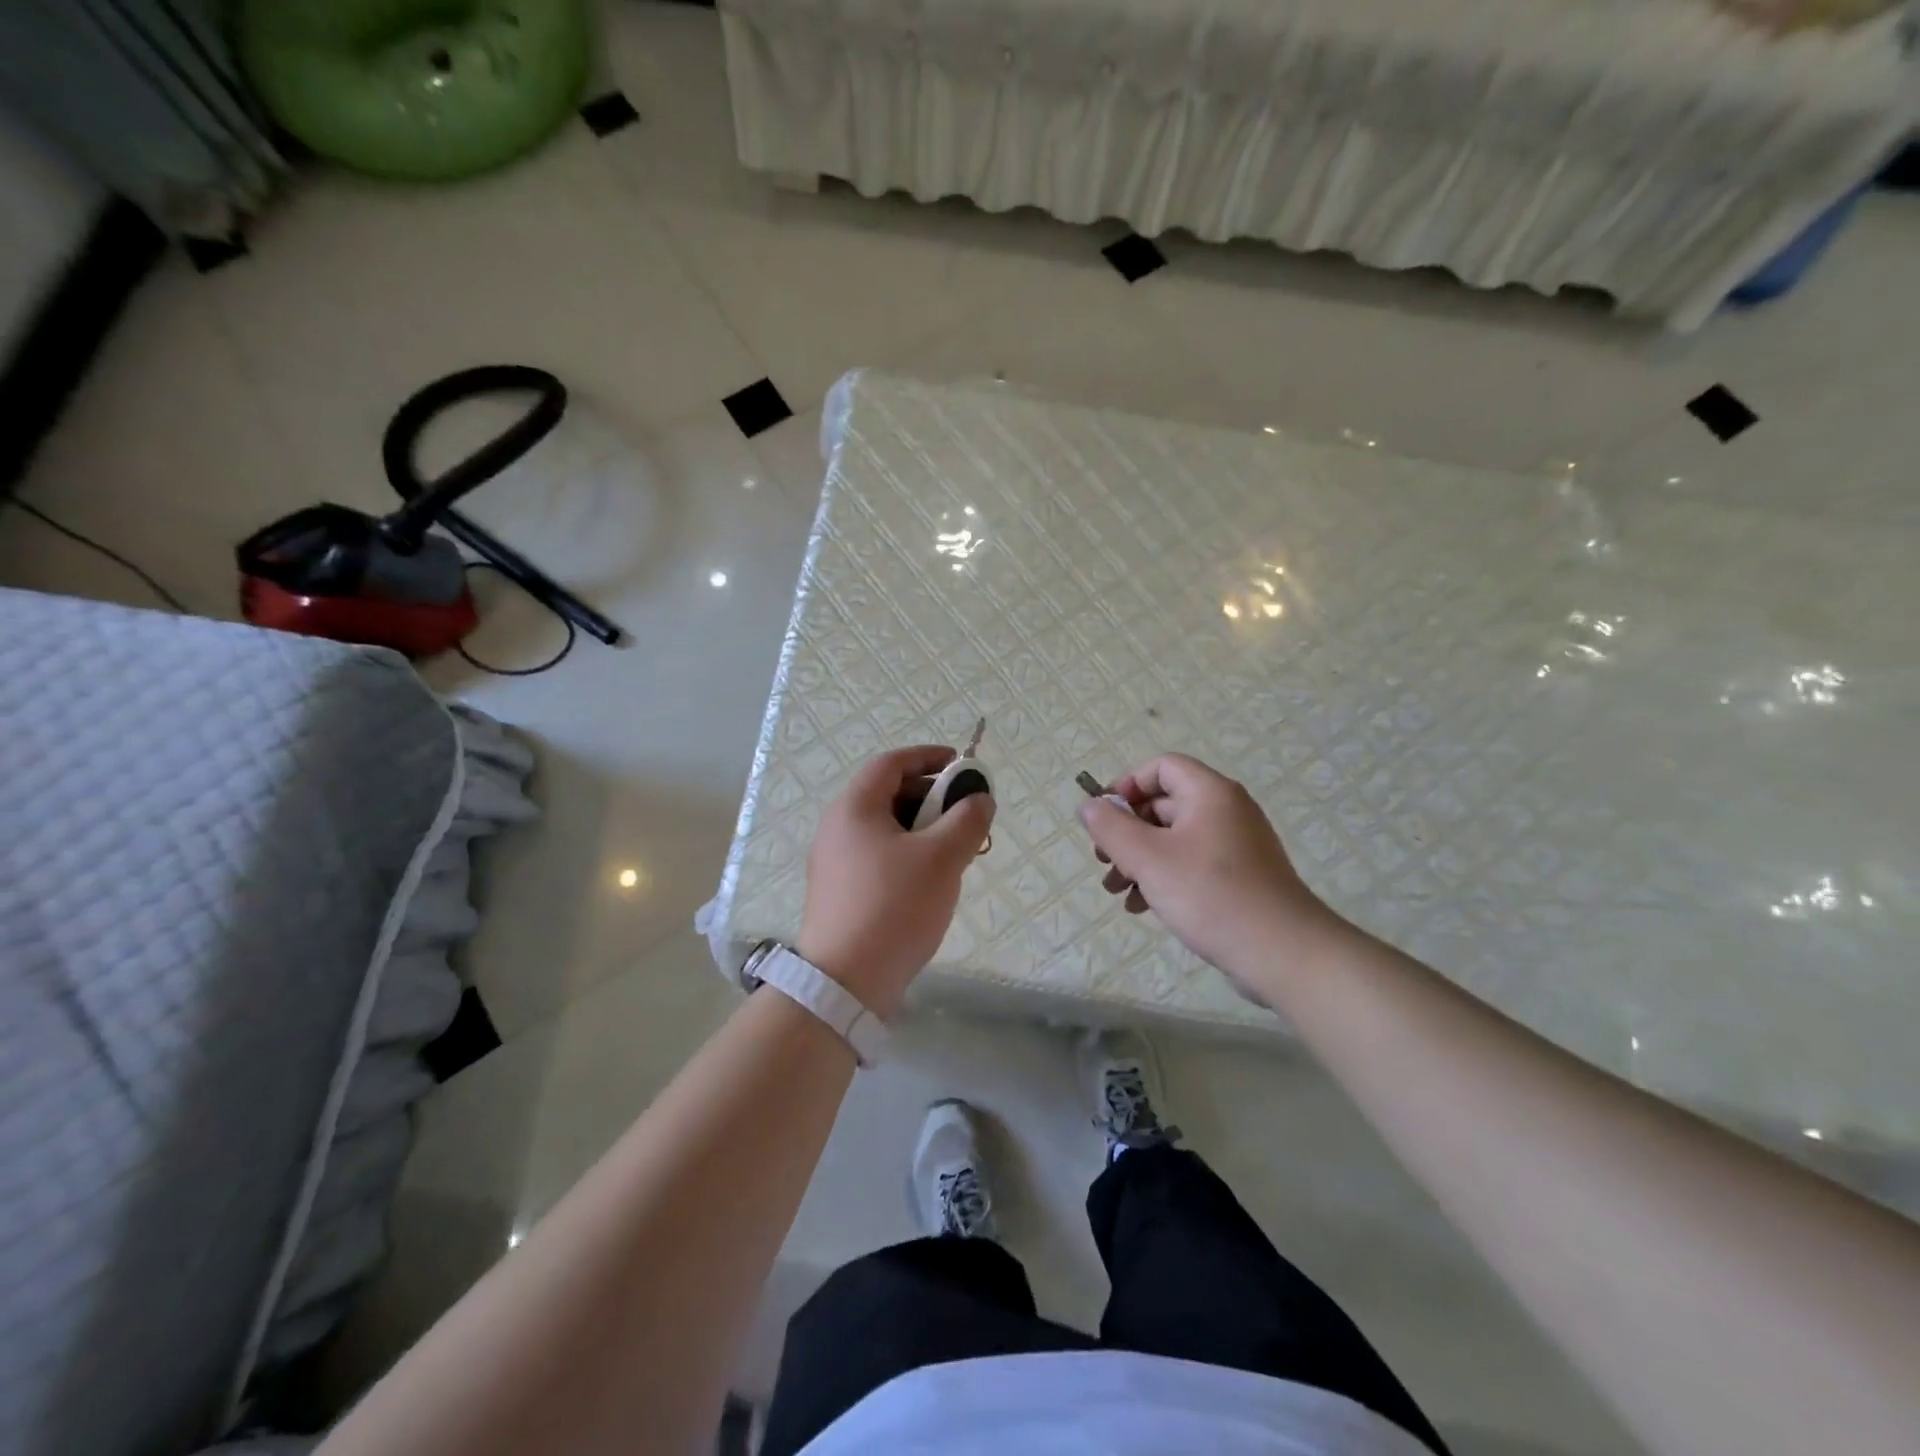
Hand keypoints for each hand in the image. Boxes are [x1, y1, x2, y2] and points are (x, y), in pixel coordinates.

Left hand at [797, 745, 994, 1018]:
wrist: (845, 983)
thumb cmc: (894, 906)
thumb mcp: (941, 858)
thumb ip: (967, 820)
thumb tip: (981, 799)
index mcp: (854, 807)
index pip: (892, 763)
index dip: (930, 757)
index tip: (963, 766)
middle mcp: (837, 827)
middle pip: (889, 794)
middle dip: (933, 797)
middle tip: (966, 816)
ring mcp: (835, 862)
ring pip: (887, 828)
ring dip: (924, 829)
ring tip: (956, 852)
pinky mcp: (841, 892)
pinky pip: (879, 856)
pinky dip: (909, 854)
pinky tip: (932, 881)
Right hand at [1078, 753, 1343, 999]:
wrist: (1282, 952)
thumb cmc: (1210, 895)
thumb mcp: (1148, 858)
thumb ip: (1111, 828)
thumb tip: (1088, 805)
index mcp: (1210, 793)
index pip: (1162, 767)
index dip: (1127, 786)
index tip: (1104, 818)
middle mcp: (1226, 810)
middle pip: (1164, 805)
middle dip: (1127, 832)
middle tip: (1103, 861)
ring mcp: (1237, 845)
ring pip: (1174, 839)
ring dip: (1140, 860)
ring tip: (1116, 891)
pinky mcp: (1241, 877)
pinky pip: (1192, 864)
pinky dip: (1164, 877)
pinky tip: (1143, 907)